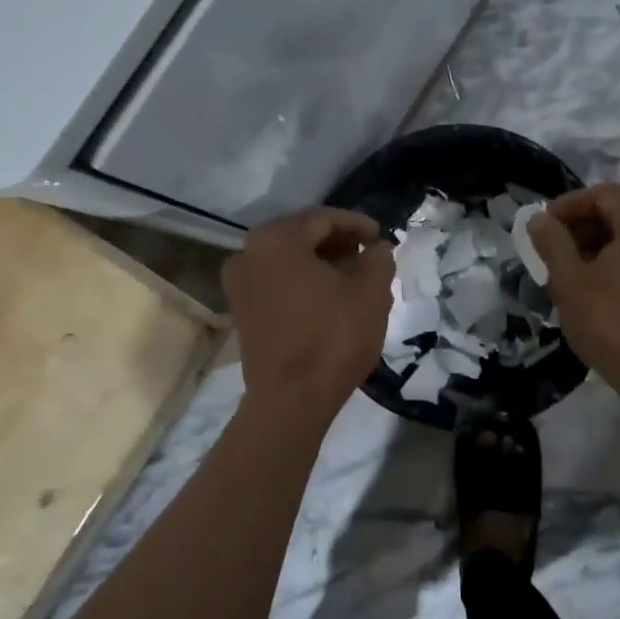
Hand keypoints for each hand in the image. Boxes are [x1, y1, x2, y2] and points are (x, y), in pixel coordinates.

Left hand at [222, 207, 394, 418]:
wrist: (290, 400)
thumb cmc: (333, 338)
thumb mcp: (371, 293)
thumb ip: (378, 258)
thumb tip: (375, 248)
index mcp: (277, 239)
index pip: (323, 218)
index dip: (356, 224)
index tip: (380, 236)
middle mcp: (248, 252)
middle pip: (300, 234)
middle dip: (336, 241)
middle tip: (367, 253)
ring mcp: (239, 282)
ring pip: (286, 258)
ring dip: (319, 260)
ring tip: (352, 276)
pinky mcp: (240, 309)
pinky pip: (275, 279)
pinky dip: (301, 279)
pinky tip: (327, 295)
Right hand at [528, 184, 619, 396]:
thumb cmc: (612, 323)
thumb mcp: (570, 281)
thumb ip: (552, 242)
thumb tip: (539, 219)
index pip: (602, 194)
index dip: (569, 206)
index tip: (543, 228)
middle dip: (586, 223)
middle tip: (556, 248)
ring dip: (604, 241)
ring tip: (574, 268)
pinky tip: (602, 283)